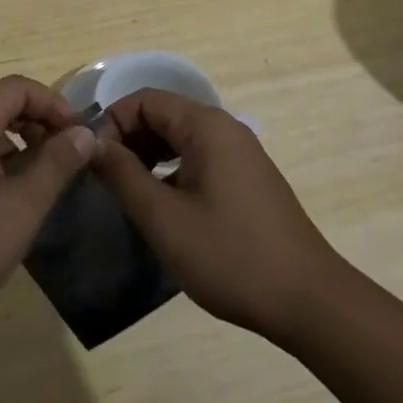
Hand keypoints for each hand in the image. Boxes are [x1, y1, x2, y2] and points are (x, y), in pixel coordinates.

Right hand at [93, 89, 341, 342]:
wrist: (310, 302)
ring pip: (180, 138)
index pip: (145, 99)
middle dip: (128, 139)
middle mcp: (225, 128)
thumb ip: (123, 175)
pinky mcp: (248, 179)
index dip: (112, 122)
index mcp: (206, 126)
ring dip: (148, 156)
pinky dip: (172, 170)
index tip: (92, 161)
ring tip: (129, 193)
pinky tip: (163, 206)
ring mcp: (241, 153)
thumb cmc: (231, 256)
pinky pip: (199, 157)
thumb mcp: (164, 218)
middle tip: (105, 180)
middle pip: (163, 114)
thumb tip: (92, 144)